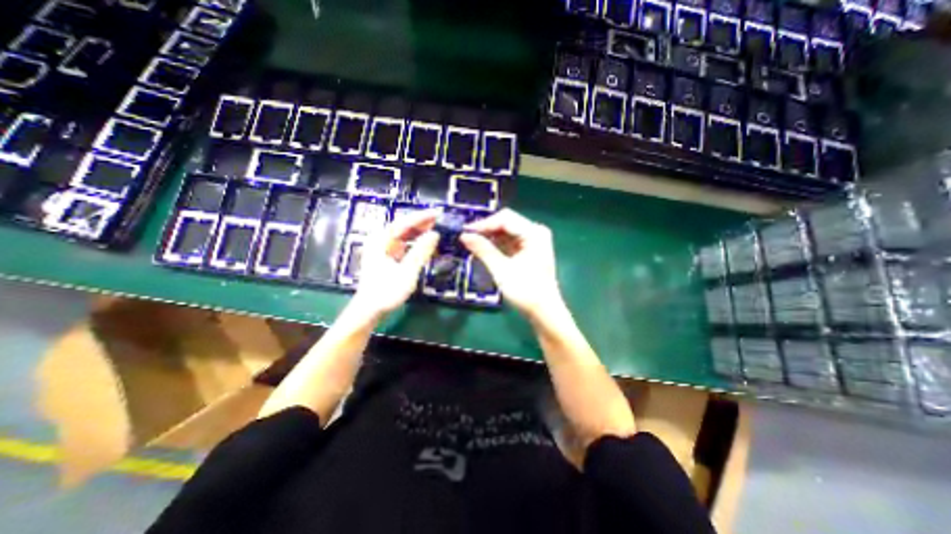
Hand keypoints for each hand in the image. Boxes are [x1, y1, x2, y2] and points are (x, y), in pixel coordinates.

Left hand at [350, 208, 438, 318]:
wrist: (369, 310)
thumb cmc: (386, 291)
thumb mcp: (407, 271)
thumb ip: (421, 251)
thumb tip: (435, 234)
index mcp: (380, 240)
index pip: (403, 222)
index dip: (421, 217)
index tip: (438, 213)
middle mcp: (380, 240)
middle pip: (403, 227)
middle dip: (422, 224)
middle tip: (441, 221)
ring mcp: (383, 249)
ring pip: (404, 236)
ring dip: (420, 233)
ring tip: (437, 230)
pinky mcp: (388, 257)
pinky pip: (404, 245)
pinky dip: (416, 244)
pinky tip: (427, 245)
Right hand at [460, 206, 563, 317]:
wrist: (544, 312)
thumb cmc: (525, 291)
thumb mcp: (501, 270)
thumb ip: (483, 250)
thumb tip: (464, 235)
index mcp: (533, 233)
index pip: (505, 219)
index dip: (484, 223)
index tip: (464, 231)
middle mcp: (535, 232)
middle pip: (506, 223)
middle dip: (486, 229)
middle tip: (467, 237)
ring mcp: (534, 241)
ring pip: (507, 231)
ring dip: (490, 237)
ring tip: (472, 243)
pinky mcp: (529, 250)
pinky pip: (510, 241)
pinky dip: (497, 244)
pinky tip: (484, 249)